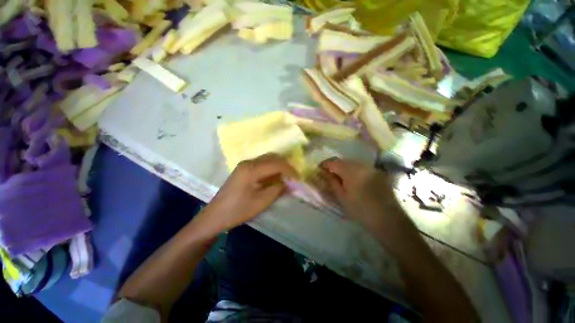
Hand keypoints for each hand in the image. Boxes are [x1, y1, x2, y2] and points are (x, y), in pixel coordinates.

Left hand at [196, 154, 296, 233]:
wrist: (215, 216)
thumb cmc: (238, 210)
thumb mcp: (261, 202)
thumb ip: (277, 189)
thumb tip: (290, 183)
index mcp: (252, 169)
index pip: (276, 163)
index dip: (289, 170)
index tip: (298, 178)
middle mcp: (248, 162)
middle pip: (272, 157)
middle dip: (285, 165)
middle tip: (293, 176)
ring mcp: (244, 165)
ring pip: (267, 159)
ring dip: (278, 166)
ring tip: (286, 177)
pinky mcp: (243, 170)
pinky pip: (261, 164)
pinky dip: (270, 168)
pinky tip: (274, 177)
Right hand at [320, 158, 403, 229]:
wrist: (389, 220)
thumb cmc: (361, 211)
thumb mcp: (342, 197)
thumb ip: (331, 182)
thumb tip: (323, 172)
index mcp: (352, 172)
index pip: (334, 162)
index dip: (325, 164)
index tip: (319, 169)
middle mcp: (362, 166)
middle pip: (343, 161)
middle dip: (334, 165)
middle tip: (328, 174)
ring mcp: (371, 168)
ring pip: (352, 163)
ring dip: (343, 167)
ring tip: (339, 177)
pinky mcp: (378, 172)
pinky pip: (361, 167)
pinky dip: (353, 170)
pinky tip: (352, 179)